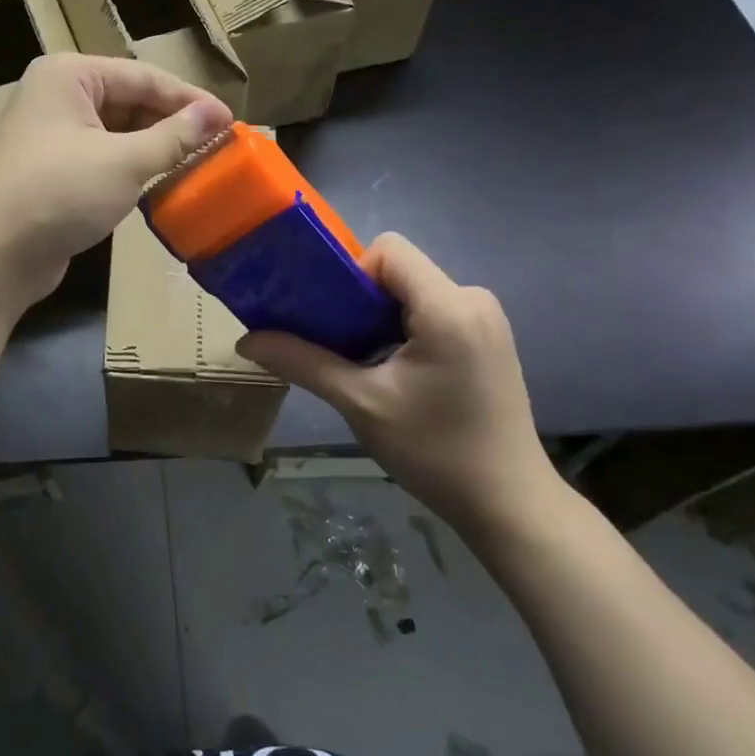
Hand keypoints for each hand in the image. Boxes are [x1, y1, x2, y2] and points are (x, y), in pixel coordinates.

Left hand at [0, 54, 230, 308]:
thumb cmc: (58, 193)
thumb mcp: (124, 162)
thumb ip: (174, 137)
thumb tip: (216, 113)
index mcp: (70, 76)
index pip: (144, 77)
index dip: (190, 99)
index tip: (232, 122)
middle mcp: (58, 97)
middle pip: (129, 102)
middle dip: (172, 125)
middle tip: (218, 147)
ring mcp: (52, 137)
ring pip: (116, 134)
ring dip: (154, 149)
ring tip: (198, 166)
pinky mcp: (52, 173)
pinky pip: (102, 160)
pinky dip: (131, 170)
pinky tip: (161, 186)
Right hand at [237, 235, 562, 540]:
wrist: (508, 504)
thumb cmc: (436, 452)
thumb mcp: (361, 404)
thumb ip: (303, 362)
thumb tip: (246, 340)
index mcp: (449, 307)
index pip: (388, 251)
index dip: (349, 273)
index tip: (330, 318)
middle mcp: (473, 299)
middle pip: (398, 270)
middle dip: (357, 300)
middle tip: (333, 345)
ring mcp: (485, 319)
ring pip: (411, 292)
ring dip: (377, 318)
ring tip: (358, 363)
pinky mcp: (486, 338)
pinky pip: (430, 311)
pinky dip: (400, 329)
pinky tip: (389, 371)